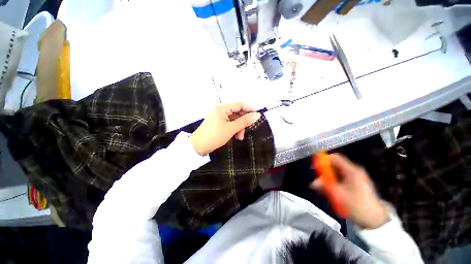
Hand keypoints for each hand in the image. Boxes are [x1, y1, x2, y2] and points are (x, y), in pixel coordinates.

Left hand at [189, 102, 260, 155]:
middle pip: (237, 112)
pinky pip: (229, 123)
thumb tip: (257, 115)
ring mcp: (219, 117)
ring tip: (239, 137)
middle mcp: (220, 110)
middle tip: (247, 130)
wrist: (198, 147)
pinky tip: (235, 136)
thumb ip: (245, 121)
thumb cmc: (215, 136)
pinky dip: (234, 129)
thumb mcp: (231, 128)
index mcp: (222, 108)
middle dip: (243, 122)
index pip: (239, 105)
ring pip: (234, 119)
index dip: (250, 109)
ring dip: (239, 127)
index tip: (258, 114)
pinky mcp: (218, 123)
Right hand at [311, 154, 388, 228]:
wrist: (376, 220)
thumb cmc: (357, 206)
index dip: (323, 160)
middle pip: (335, 165)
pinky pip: (342, 179)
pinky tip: (333, 192)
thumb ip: (324, 187)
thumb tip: (313, 183)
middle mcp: (354, 171)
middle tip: (319, 183)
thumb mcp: (338, 196)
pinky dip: (335, 183)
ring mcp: (356, 177)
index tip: (316, 169)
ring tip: (325, 190)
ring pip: (337, 173)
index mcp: (352, 171)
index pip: (335, 158)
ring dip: (329, 179)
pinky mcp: (357, 183)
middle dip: (325, 173)